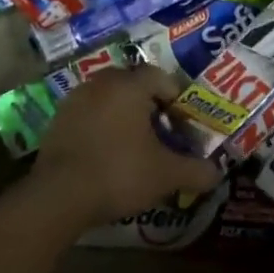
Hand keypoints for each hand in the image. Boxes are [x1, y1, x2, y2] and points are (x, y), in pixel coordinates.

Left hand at [31, 67, 222, 227]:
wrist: (59, 195)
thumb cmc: (119, 174)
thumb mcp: (167, 175)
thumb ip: (197, 171)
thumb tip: (217, 172)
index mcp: (128, 86)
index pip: (159, 77)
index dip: (176, 97)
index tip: (183, 123)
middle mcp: (99, 84)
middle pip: (132, 85)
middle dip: (149, 106)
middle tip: (162, 133)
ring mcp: (73, 101)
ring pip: (107, 100)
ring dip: (123, 116)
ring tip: (135, 146)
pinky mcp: (56, 122)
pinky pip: (87, 116)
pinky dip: (101, 128)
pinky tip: (107, 155)